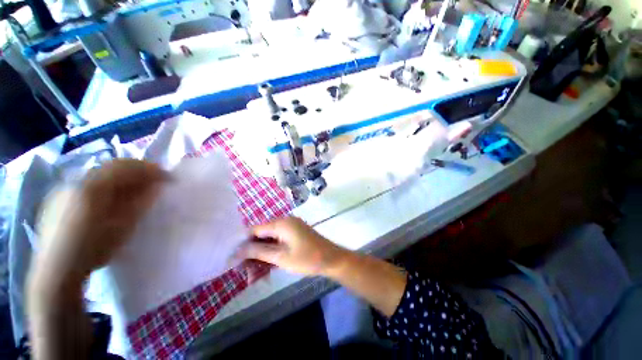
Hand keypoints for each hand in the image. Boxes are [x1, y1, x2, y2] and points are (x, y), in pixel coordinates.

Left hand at [35, 159, 166, 280]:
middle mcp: (76, 179)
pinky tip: (111, 195)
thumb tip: (157, 186)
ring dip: (122, 175)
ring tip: (136, 186)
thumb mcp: (123, 226)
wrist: (56, 270)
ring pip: (100, 172)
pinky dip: (106, 182)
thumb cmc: (93, 249)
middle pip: (113, 165)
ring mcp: (64, 186)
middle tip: (155, 179)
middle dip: (137, 169)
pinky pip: (88, 180)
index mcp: (92, 187)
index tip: (169, 177)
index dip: (151, 169)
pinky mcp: (58, 195)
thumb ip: (141, 202)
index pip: (127, 167)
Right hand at [236, 217, 347, 276]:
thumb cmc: (307, 258)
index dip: (243, 244)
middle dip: (253, 254)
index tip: (234, 259)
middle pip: (262, 236)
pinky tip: (265, 271)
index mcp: (281, 223)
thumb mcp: (281, 257)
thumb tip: (238, 250)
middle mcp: (284, 222)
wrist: (332, 259)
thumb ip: (259, 252)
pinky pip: (278, 243)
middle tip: (245, 273)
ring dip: (262, 257)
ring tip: (254, 277)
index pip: (255, 230)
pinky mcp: (294, 235)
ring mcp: (290, 229)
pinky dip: (272, 255)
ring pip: (269, 241)